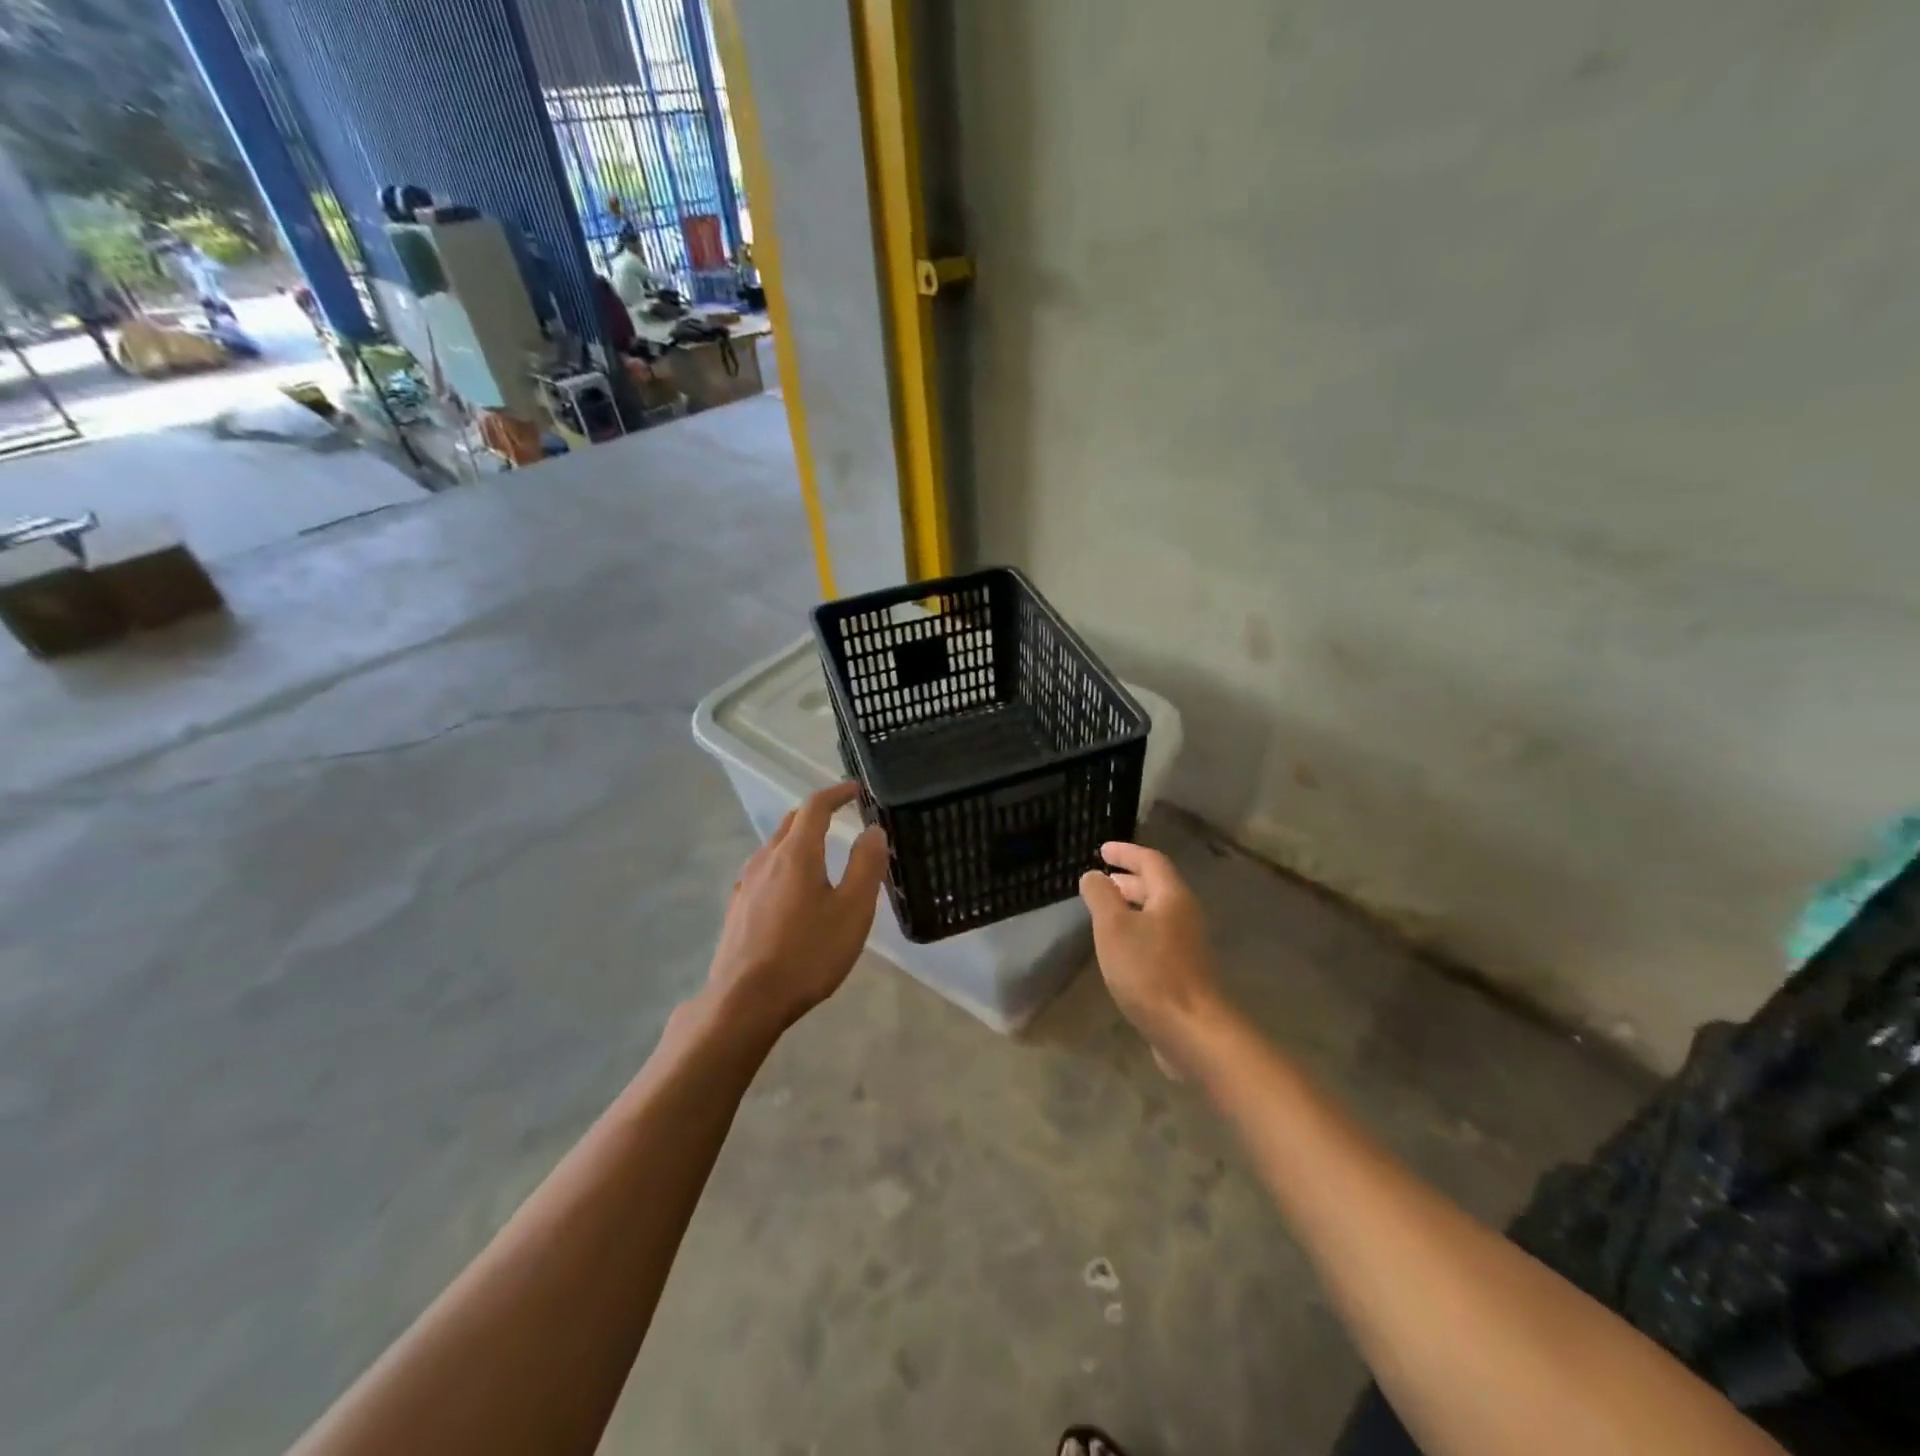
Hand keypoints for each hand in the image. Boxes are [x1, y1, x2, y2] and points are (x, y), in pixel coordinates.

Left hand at [704, 782, 888, 1038]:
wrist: (745, 1001)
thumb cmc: (807, 954)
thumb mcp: (852, 911)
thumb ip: (866, 866)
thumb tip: (873, 831)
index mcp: (796, 853)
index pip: (814, 807)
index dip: (836, 794)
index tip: (856, 790)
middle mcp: (766, 859)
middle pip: (790, 823)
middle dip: (816, 813)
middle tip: (840, 816)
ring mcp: (746, 884)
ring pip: (774, 847)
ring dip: (798, 839)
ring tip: (820, 852)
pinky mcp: (737, 909)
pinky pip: (764, 872)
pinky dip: (783, 864)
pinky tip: (791, 889)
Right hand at [1080, 842, 1225, 1064]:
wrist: (1192, 1031)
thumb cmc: (1150, 971)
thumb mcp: (1114, 927)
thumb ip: (1101, 896)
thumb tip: (1093, 875)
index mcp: (1172, 897)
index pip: (1150, 860)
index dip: (1126, 852)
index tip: (1102, 850)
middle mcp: (1185, 915)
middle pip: (1157, 886)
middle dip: (1128, 880)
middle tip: (1102, 880)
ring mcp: (1188, 945)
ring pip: (1157, 914)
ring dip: (1131, 906)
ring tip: (1105, 912)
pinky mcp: (1184, 972)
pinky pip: (1157, 938)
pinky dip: (1136, 931)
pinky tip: (1120, 949)